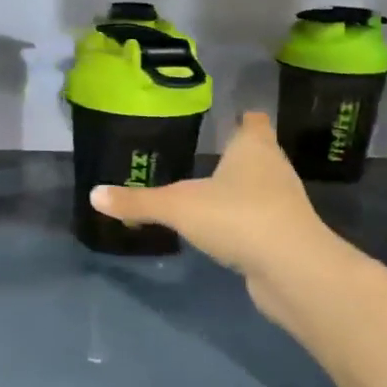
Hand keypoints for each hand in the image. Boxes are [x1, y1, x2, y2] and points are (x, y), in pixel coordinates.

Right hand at [88, 112, 337, 321]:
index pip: (253, 122)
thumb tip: (94, 195)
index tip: (230, 117)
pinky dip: (243, 221)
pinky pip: (259, 220)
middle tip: (206, 154)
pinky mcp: (285, 236)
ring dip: (240, 189)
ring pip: (259, 188)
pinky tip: (223, 229)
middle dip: (237, 155)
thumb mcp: (177, 206)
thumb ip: (138, 201)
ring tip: (209, 191)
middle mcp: (273, 169)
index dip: (242, 118)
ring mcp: (283, 204)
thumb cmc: (237, 217)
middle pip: (258, 153)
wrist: (292, 268)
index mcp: (254, 148)